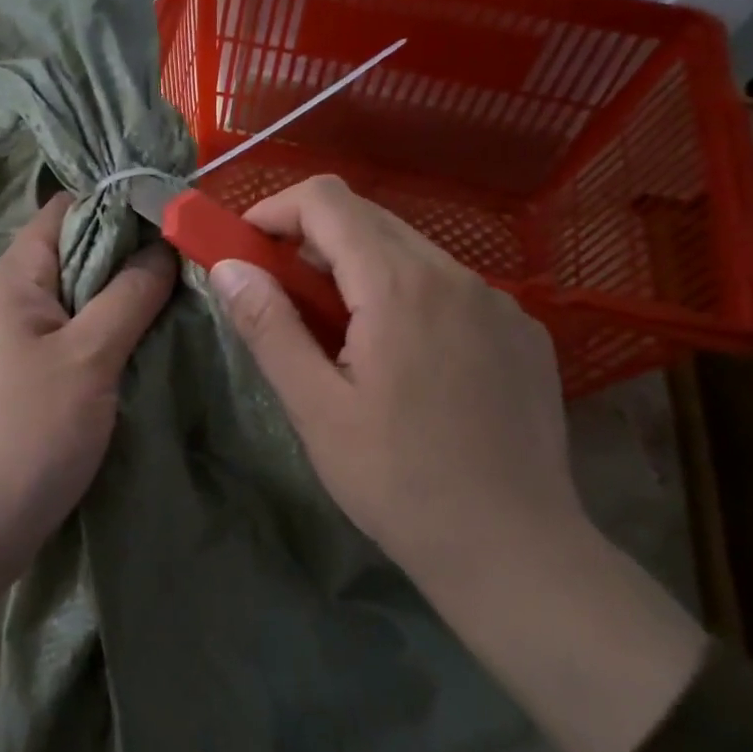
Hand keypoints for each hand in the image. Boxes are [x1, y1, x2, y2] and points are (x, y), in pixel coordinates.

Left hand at [0, 193, 174, 707]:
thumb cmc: (28, 434)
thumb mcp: (88, 357)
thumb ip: (129, 296)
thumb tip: (163, 244)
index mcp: (13, 278)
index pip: (66, 209)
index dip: (117, 202)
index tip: (174, 213)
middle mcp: (9, 299)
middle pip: (75, 252)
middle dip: (131, 253)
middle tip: (191, 260)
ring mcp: (17, 340)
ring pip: (79, 298)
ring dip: (124, 296)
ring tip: (182, 297)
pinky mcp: (28, 378)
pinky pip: (75, 336)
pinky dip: (110, 333)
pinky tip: (149, 343)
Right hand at [210, 175, 704, 751]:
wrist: (515, 551)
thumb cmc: (399, 482)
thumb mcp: (315, 408)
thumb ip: (269, 326)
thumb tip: (229, 267)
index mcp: (399, 286)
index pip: (327, 200)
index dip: (275, 210)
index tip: (247, 249)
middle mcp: (456, 274)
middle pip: (368, 217)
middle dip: (312, 241)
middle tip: (283, 296)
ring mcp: (500, 300)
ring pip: (411, 250)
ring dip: (360, 269)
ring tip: (341, 334)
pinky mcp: (523, 330)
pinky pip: (451, 285)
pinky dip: (408, 294)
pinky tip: (406, 358)